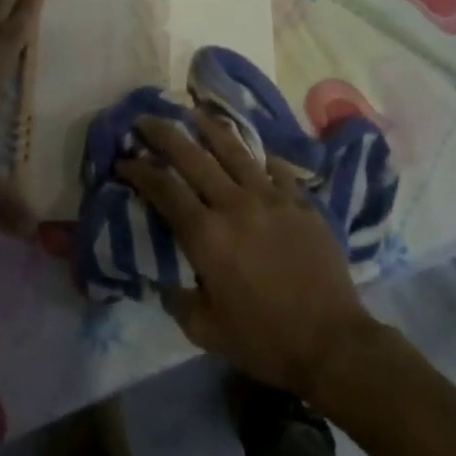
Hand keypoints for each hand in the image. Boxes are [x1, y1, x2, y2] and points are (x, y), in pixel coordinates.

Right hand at [119, 112, 375, 396]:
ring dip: (208, 128)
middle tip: (146, 119)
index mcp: (207, 236)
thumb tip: (164, 276)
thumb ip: (178, 298)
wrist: (332, 343)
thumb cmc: (264, 341)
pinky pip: (274, 167)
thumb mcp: (206, 331)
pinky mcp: (300, 200)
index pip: (164, 190)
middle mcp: (235, 204)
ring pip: (234, 150)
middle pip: (193, 157)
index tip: (123, 159)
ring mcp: (271, 197)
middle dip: (164, 134)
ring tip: (192, 112)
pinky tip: (249, 149)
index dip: (139, 171)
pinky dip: (257, 155)